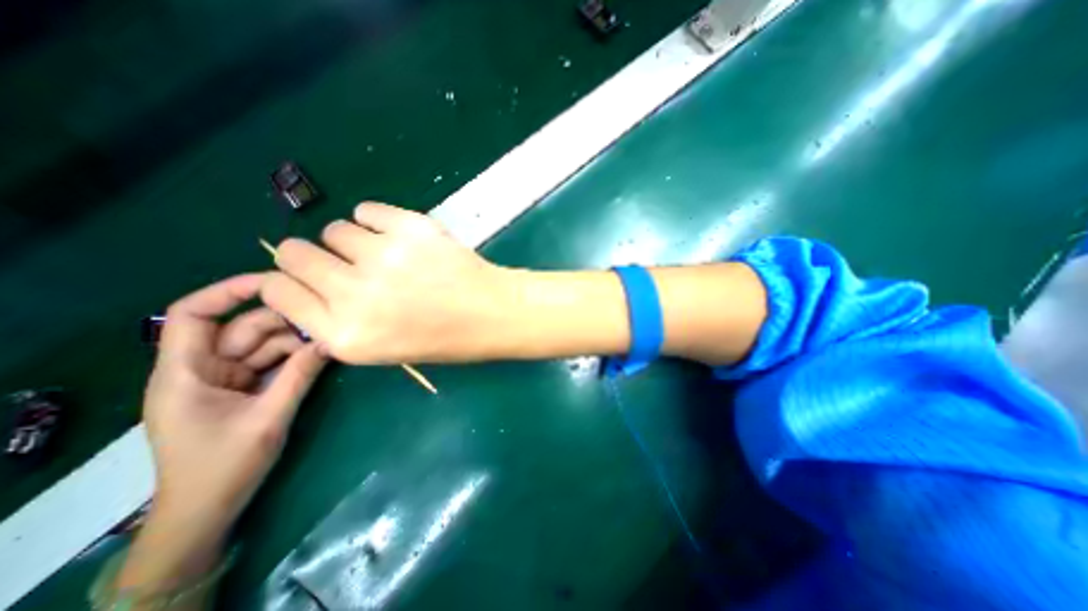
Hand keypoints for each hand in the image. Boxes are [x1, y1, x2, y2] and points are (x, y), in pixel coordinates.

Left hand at [118, 273, 324, 597]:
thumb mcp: (268, 417)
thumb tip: (329, 339)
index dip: (228, 291)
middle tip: (325, 319)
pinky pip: (269, 361)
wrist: (208, 509)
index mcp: (185, 372)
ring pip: (261, 344)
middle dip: (282, 322)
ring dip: (294, 341)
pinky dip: (293, 357)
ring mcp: (224, 378)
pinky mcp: (242, 388)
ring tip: (328, 340)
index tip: (275, 281)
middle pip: (241, 328)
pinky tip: (318, 354)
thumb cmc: (224, 466)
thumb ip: (299, 375)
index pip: (192, 314)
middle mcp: (201, 368)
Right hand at [263, 204, 516, 364]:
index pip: (278, 291)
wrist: (491, 312)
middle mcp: (354, 294)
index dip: (290, 282)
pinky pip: (367, 210)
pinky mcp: (409, 228)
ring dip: (354, 241)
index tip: (307, 279)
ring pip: (334, 230)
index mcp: (345, 334)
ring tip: (387, 255)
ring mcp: (383, 256)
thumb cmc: (443, 337)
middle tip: (347, 264)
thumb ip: (337, 322)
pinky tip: (399, 237)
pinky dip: (377, 221)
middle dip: (314, 258)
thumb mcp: (380, 349)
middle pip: (294, 253)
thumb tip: (308, 288)